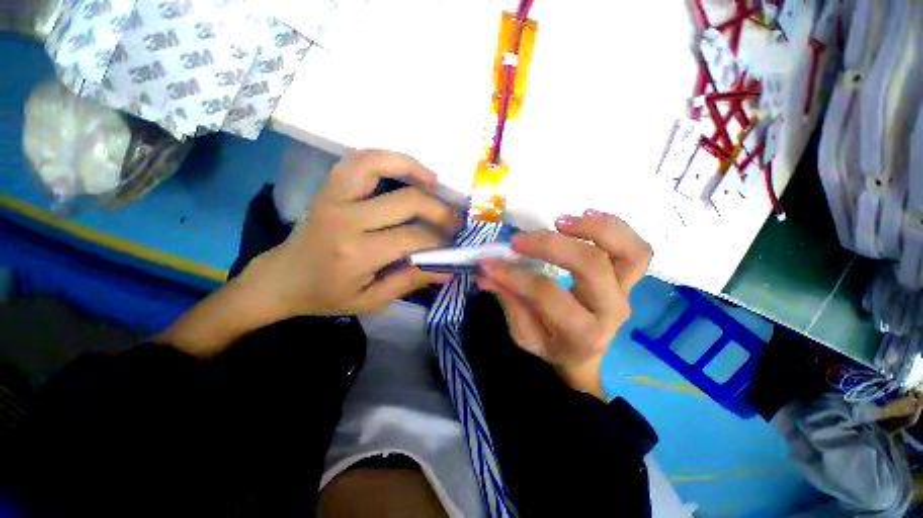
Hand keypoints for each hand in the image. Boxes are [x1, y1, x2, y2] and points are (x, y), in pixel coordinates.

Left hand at [239, 149, 458, 317]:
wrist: (283, 278)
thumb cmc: (327, 294)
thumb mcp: (370, 300)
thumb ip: (409, 282)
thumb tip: (446, 270)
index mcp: (357, 253)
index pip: (413, 237)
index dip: (438, 240)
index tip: (451, 244)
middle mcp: (347, 218)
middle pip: (406, 201)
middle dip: (439, 210)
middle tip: (454, 220)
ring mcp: (334, 197)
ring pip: (377, 164)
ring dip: (412, 167)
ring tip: (435, 180)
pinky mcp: (329, 187)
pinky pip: (359, 160)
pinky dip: (386, 158)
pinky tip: (405, 168)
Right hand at [477, 210, 651, 398]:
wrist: (583, 353)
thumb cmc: (552, 345)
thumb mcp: (525, 335)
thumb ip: (508, 301)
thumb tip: (485, 272)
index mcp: (581, 333)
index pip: (547, 294)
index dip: (515, 275)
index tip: (490, 262)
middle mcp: (610, 311)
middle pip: (590, 265)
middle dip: (550, 245)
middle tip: (519, 240)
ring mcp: (625, 292)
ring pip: (629, 252)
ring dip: (594, 229)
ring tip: (560, 221)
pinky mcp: (628, 278)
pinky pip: (636, 249)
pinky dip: (614, 227)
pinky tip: (586, 215)